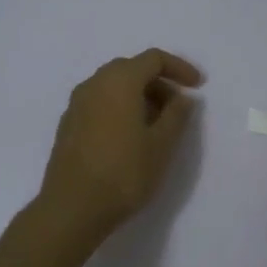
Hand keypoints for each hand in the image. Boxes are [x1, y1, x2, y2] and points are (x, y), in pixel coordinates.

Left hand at [39, 49, 202, 239]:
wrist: (72, 208)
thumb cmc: (124, 173)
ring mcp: (76, 104)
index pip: (153, 59)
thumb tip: (182, 97)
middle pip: (131, 69)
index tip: (198, 86)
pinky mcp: (68, 124)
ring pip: (113, 86)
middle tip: (178, 108)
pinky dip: (120, 108)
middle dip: (158, 82)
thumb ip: (176, 115)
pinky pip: (100, 102)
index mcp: (119, 81)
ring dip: (139, 96)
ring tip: (157, 125)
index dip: (179, 68)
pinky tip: (130, 136)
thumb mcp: (161, 145)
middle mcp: (94, 84)